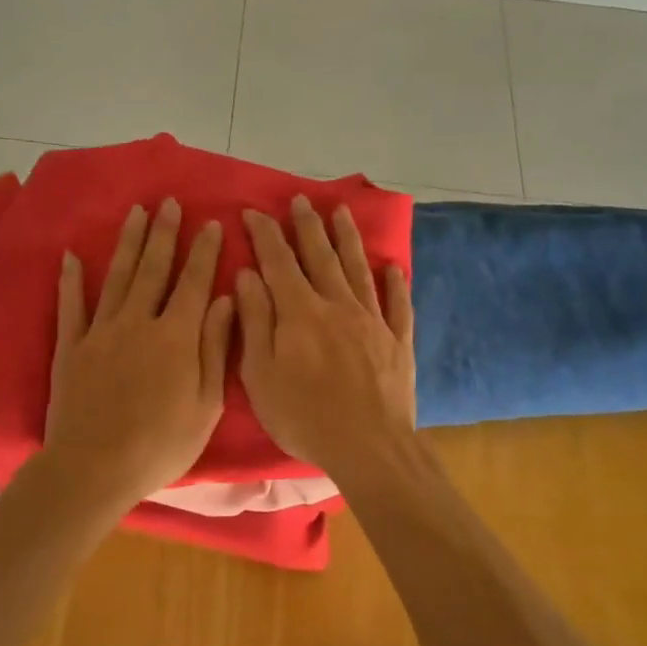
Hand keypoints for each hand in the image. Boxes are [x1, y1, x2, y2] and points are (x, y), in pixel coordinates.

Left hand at [39, 199, 233, 515]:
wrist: (94, 468)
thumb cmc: (161, 444)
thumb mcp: (206, 404)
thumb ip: (215, 348)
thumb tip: (226, 300)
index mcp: (176, 336)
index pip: (193, 282)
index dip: (202, 251)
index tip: (209, 222)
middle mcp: (138, 322)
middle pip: (153, 269)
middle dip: (163, 233)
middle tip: (168, 202)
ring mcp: (101, 331)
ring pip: (117, 277)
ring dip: (128, 243)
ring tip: (136, 213)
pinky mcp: (71, 347)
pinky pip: (72, 306)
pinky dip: (71, 280)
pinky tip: (71, 256)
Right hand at [236, 196, 415, 475]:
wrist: (369, 446)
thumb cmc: (304, 416)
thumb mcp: (260, 373)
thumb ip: (255, 320)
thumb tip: (248, 275)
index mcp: (300, 311)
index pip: (279, 261)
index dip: (265, 234)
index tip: (254, 211)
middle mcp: (337, 305)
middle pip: (321, 256)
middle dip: (307, 225)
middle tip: (301, 199)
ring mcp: (373, 321)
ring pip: (358, 269)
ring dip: (347, 239)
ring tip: (341, 212)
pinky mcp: (397, 341)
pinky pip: (397, 304)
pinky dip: (395, 283)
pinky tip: (393, 267)